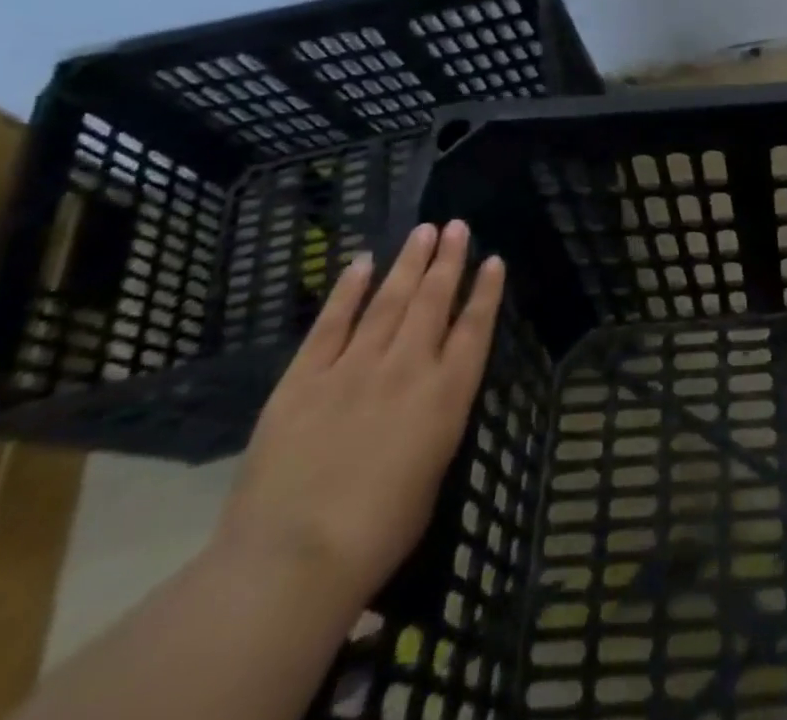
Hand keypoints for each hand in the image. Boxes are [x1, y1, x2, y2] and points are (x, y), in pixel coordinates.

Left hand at [214, 220, 504, 611]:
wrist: (293, 560)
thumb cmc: (377, 535)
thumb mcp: (431, 474)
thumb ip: (435, 423)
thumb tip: (430, 397)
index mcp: (445, 395)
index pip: (474, 329)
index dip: (486, 292)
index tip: (493, 259)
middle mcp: (407, 368)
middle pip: (433, 301)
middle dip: (448, 260)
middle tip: (457, 225)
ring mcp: (353, 367)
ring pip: (388, 301)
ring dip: (408, 263)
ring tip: (423, 230)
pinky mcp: (304, 379)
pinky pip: (331, 324)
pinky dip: (347, 290)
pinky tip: (361, 262)